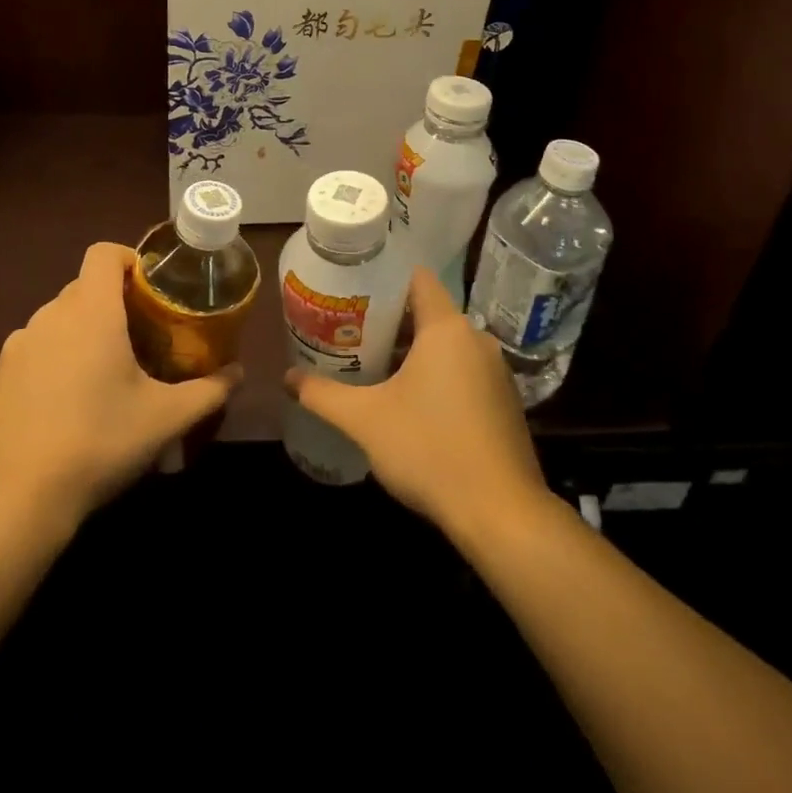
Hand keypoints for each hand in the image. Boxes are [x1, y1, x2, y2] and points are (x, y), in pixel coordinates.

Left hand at [0, 243, 239, 531]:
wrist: (9, 501)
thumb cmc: (96, 442)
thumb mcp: (165, 419)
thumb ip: (209, 391)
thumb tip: (238, 373)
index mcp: (90, 310)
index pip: (104, 253)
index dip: (130, 258)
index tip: (153, 288)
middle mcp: (50, 317)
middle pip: (85, 287)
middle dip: (116, 303)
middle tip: (145, 338)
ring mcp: (17, 347)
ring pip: (60, 320)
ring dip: (86, 333)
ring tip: (110, 375)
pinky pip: (37, 351)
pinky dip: (58, 361)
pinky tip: (71, 407)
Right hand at [285, 267, 545, 537]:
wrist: (501, 514)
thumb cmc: (430, 450)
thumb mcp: (365, 420)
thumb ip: (323, 394)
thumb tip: (286, 377)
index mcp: (447, 328)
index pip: (417, 278)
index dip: (385, 279)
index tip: (354, 292)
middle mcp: (476, 339)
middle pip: (428, 312)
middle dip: (390, 321)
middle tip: (350, 332)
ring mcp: (495, 371)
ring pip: (447, 344)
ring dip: (413, 351)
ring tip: (373, 365)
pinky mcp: (504, 401)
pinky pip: (464, 370)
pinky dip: (438, 375)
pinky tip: (411, 402)